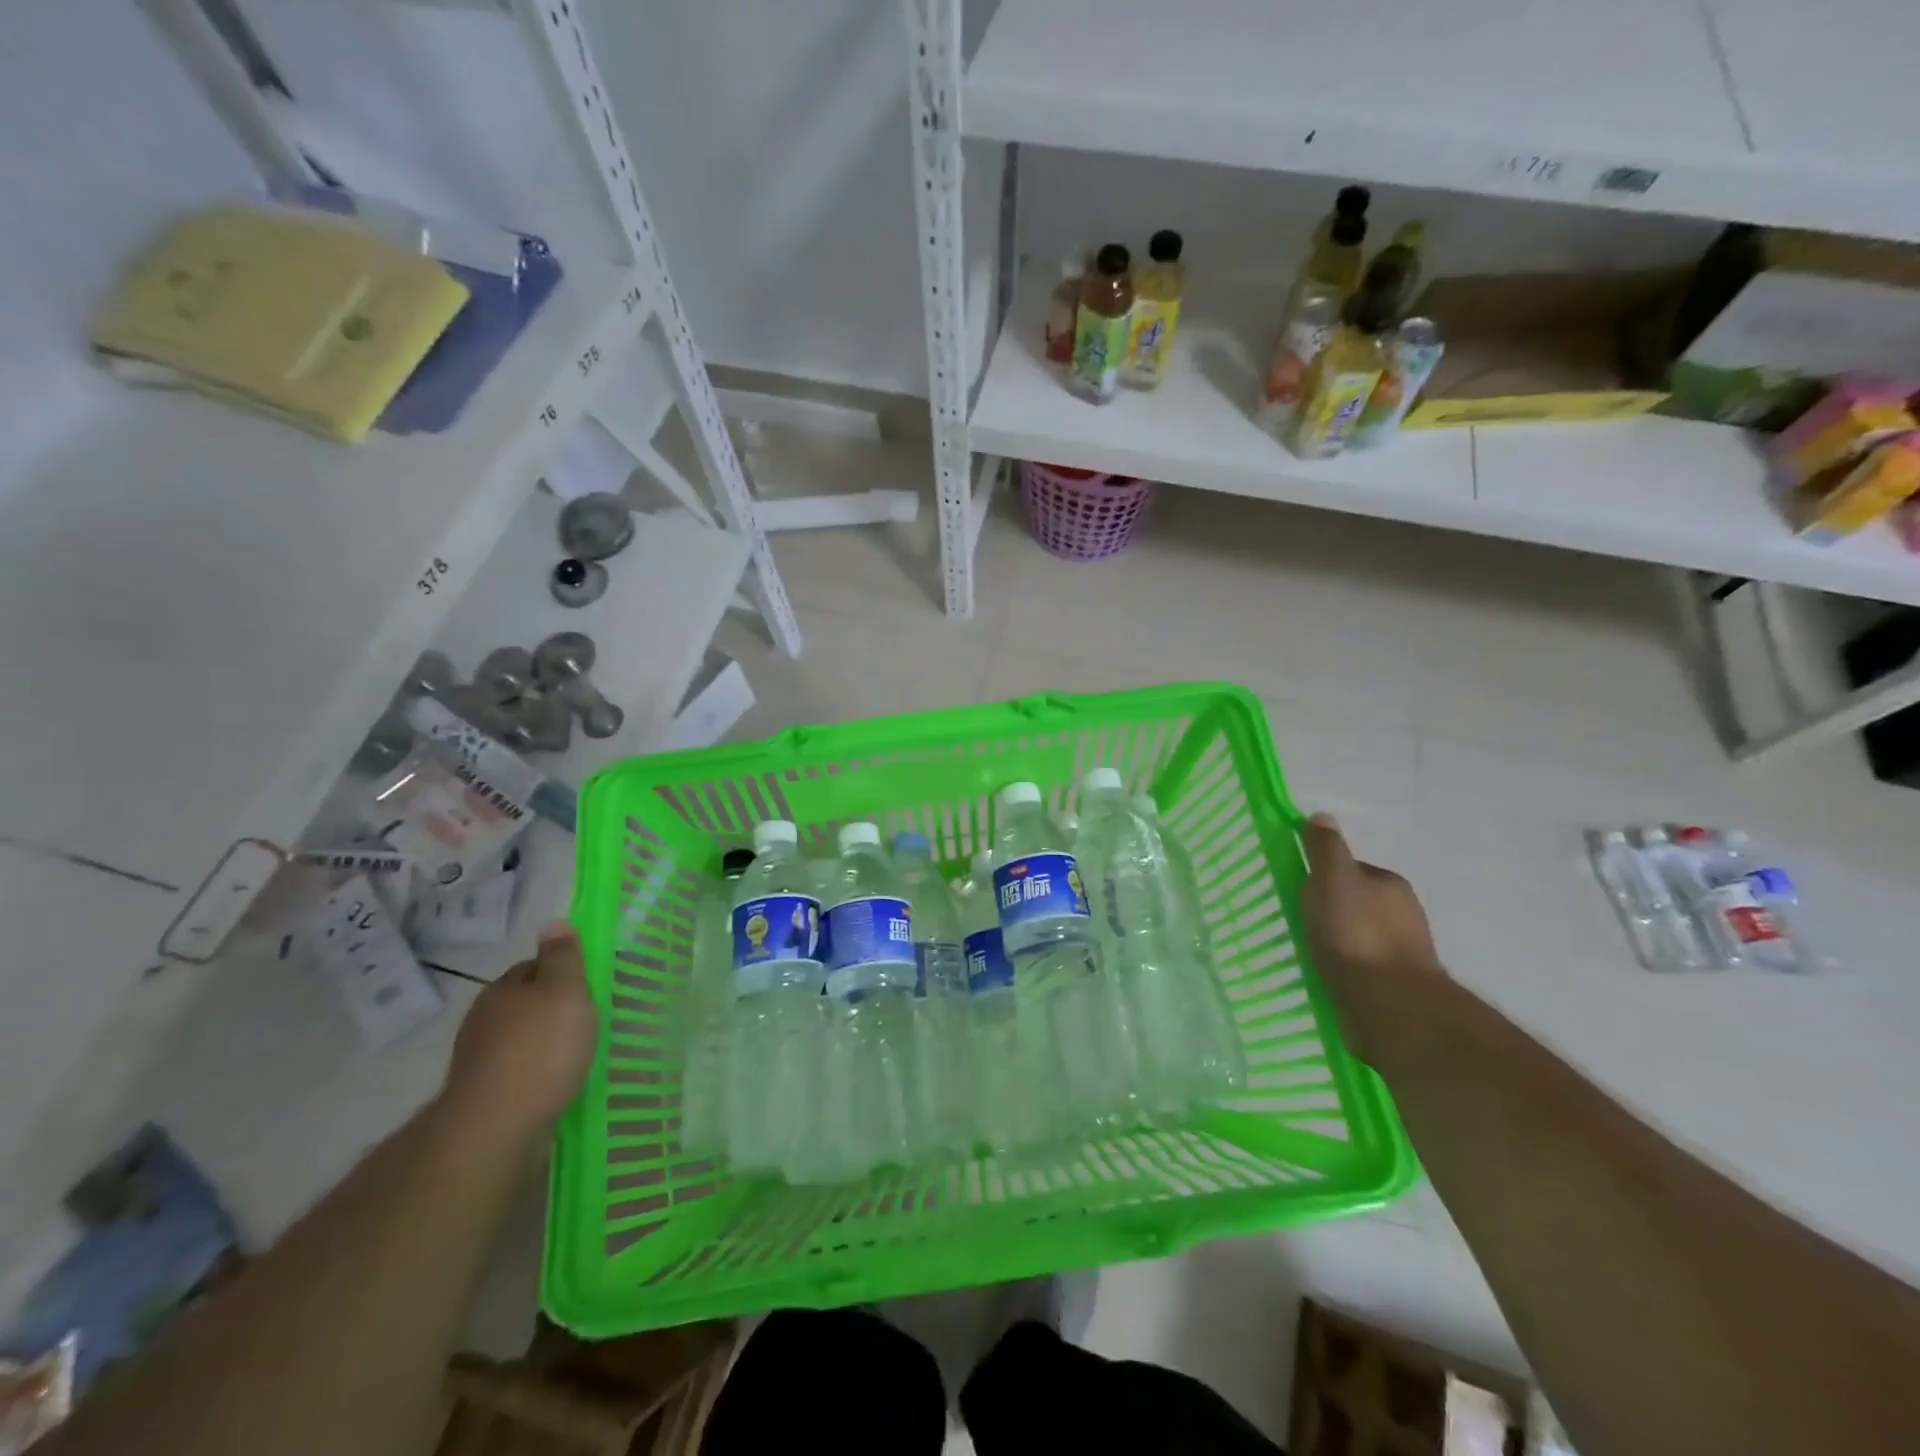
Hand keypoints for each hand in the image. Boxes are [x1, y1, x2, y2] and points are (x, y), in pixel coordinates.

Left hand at [440, 924, 598, 1140]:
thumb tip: (554, 922)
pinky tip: (556, 1082)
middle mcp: (483, 1020)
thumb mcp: (565, 991)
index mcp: (502, 989)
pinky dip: (535, 1073)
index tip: (586, 987)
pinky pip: (517, 1073)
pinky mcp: (483, 1096)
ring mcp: (479, 1061)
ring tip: (575, 1055)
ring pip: (519, 1040)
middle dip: (550, 1010)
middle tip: (585, 1020)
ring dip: (542, 1044)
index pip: (533, 967)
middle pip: (523, 1004)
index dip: (560, 972)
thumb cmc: (540, 1048)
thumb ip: (563, 957)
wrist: (496, 1126)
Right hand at [1299, 813, 1444, 1057]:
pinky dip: (1345, 969)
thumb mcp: (1333, 880)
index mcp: (1390, 884)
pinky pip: (1361, 968)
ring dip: (1338, 943)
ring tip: (1309, 953)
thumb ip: (1325, 849)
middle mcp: (1404, 914)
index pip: (1350, 870)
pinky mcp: (1396, 987)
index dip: (1322, 878)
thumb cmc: (1356, 935)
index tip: (1300, 892)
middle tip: (1299, 923)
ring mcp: (1403, 953)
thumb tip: (1322, 815)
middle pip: (1355, 903)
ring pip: (1359, 937)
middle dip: (1331, 911)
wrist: (1390, 1006)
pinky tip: (1327, 978)